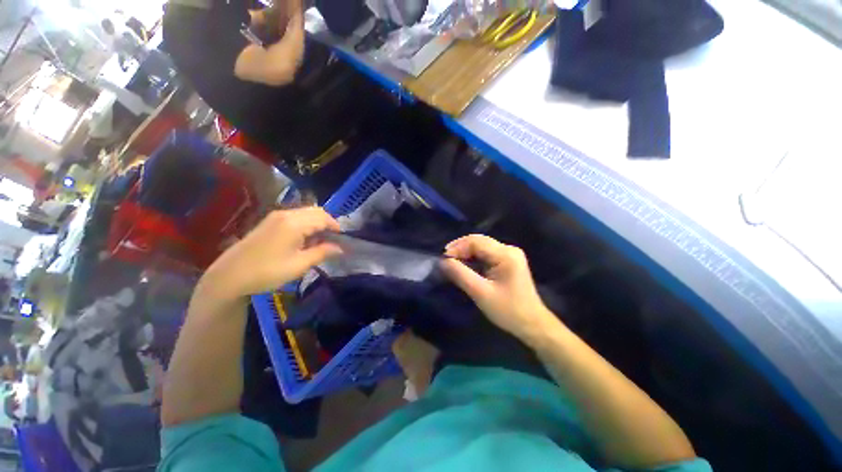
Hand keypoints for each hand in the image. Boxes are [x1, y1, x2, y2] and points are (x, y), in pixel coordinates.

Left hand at [202, 207, 341, 300]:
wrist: (229, 276)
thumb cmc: (267, 272)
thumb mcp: (299, 265)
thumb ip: (322, 253)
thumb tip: (340, 248)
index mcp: (294, 223)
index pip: (323, 217)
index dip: (336, 227)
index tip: (341, 240)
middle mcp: (286, 214)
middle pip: (315, 211)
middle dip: (327, 223)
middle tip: (332, 241)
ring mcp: (276, 216)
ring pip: (305, 213)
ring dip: (317, 224)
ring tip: (319, 242)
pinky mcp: (270, 222)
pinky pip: (295, 217)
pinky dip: (306, 224)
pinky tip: (303, 240)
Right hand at [441, 235, 556, 341]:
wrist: (532, 324)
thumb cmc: (508, 310)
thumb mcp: (480, 293)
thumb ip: (460, 275)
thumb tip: (442, 262)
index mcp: (506, 254)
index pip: (476, 242)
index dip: (457, 247)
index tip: (443, 259)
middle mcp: (509, 249)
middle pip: (479, 241)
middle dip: (460, 249)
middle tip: (445, 260)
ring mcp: (510, 254)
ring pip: (481, 247)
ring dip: (466, 253)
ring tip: (452, 263)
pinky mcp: (508, 261)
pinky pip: (486, 254)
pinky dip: (473, 258)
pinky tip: (464, 265)